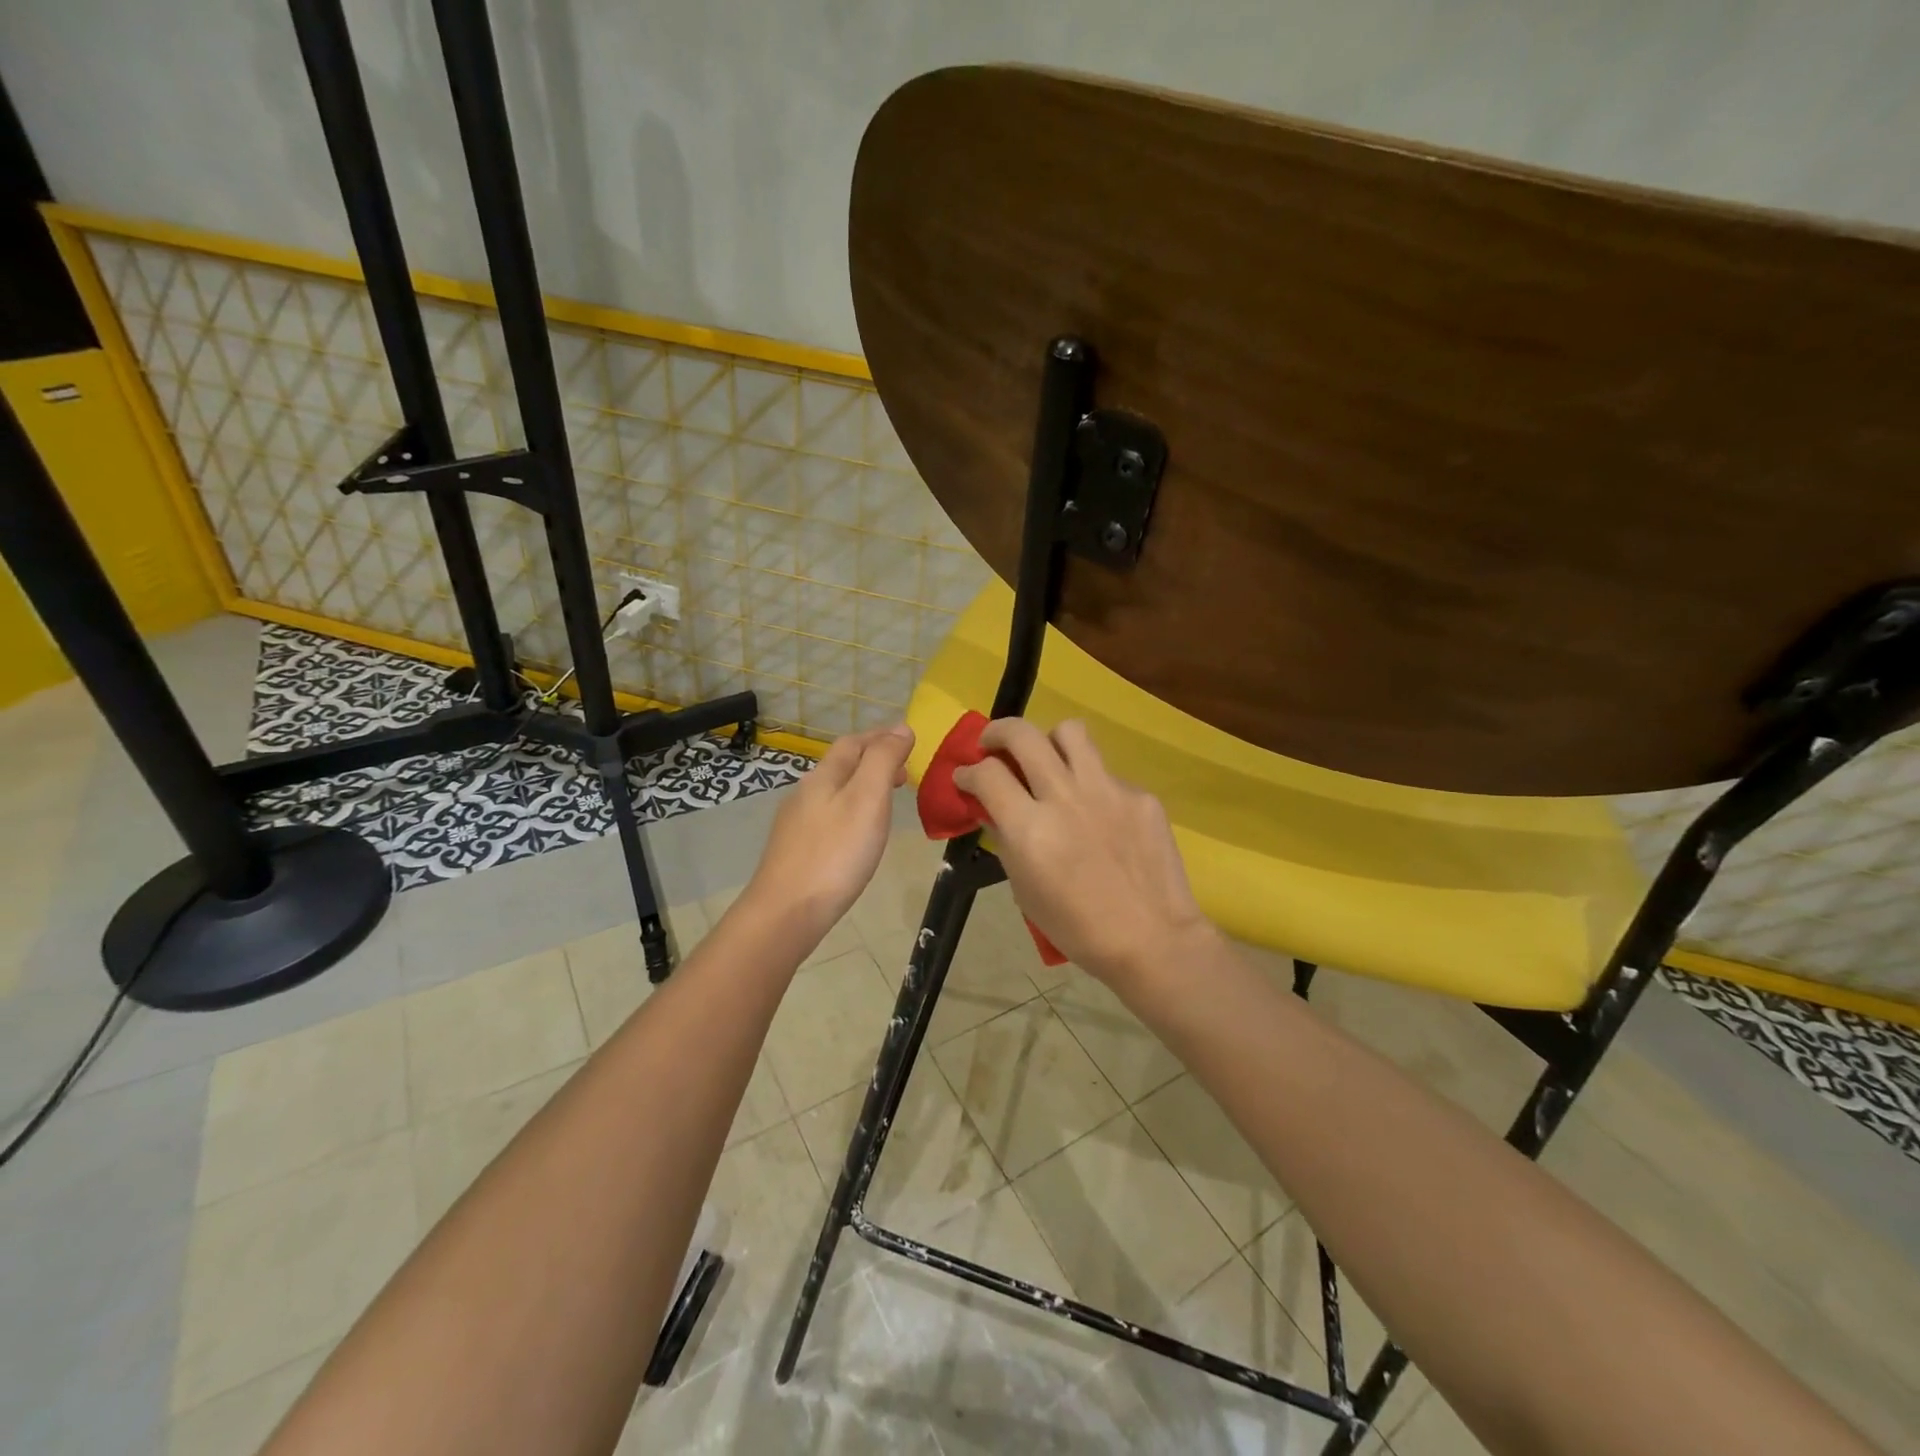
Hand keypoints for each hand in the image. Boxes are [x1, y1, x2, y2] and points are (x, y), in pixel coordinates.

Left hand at [744, 724, 913, 944]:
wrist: (786, 912)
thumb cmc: (835, 854)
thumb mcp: (867, 799)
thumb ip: (883, 760)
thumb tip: (901, 728)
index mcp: (824, 776)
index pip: (853, 743)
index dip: (881, 737)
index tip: (910, 741)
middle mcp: (806, 793)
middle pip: (841, 765)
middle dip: (873, 760)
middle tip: (904, 772)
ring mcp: (796, 823)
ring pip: (834, 791)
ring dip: (863, 786)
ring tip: (887, 800)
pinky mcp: (795, 850)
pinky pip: (828, 816)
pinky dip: (851, 810)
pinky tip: (859, 833)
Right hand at [952, 718, 1212, 987]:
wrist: (1152, 939)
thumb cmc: (1078, 928)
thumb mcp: (1025, 890)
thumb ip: (1007, 840)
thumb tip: (994, 810)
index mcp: (1030, 828)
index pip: (987, 774)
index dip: (968, 771)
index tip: (965, 775)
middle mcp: (1065, 797)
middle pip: (1023, 734)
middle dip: (997, 732)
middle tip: (992, 744)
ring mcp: (1107, 790)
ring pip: (1070, 732)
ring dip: (1048, 740)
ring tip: (1046, 759)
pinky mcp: (1139, 795)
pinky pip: (1105, 772)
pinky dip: (1090, 783)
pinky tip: (1096, 812)